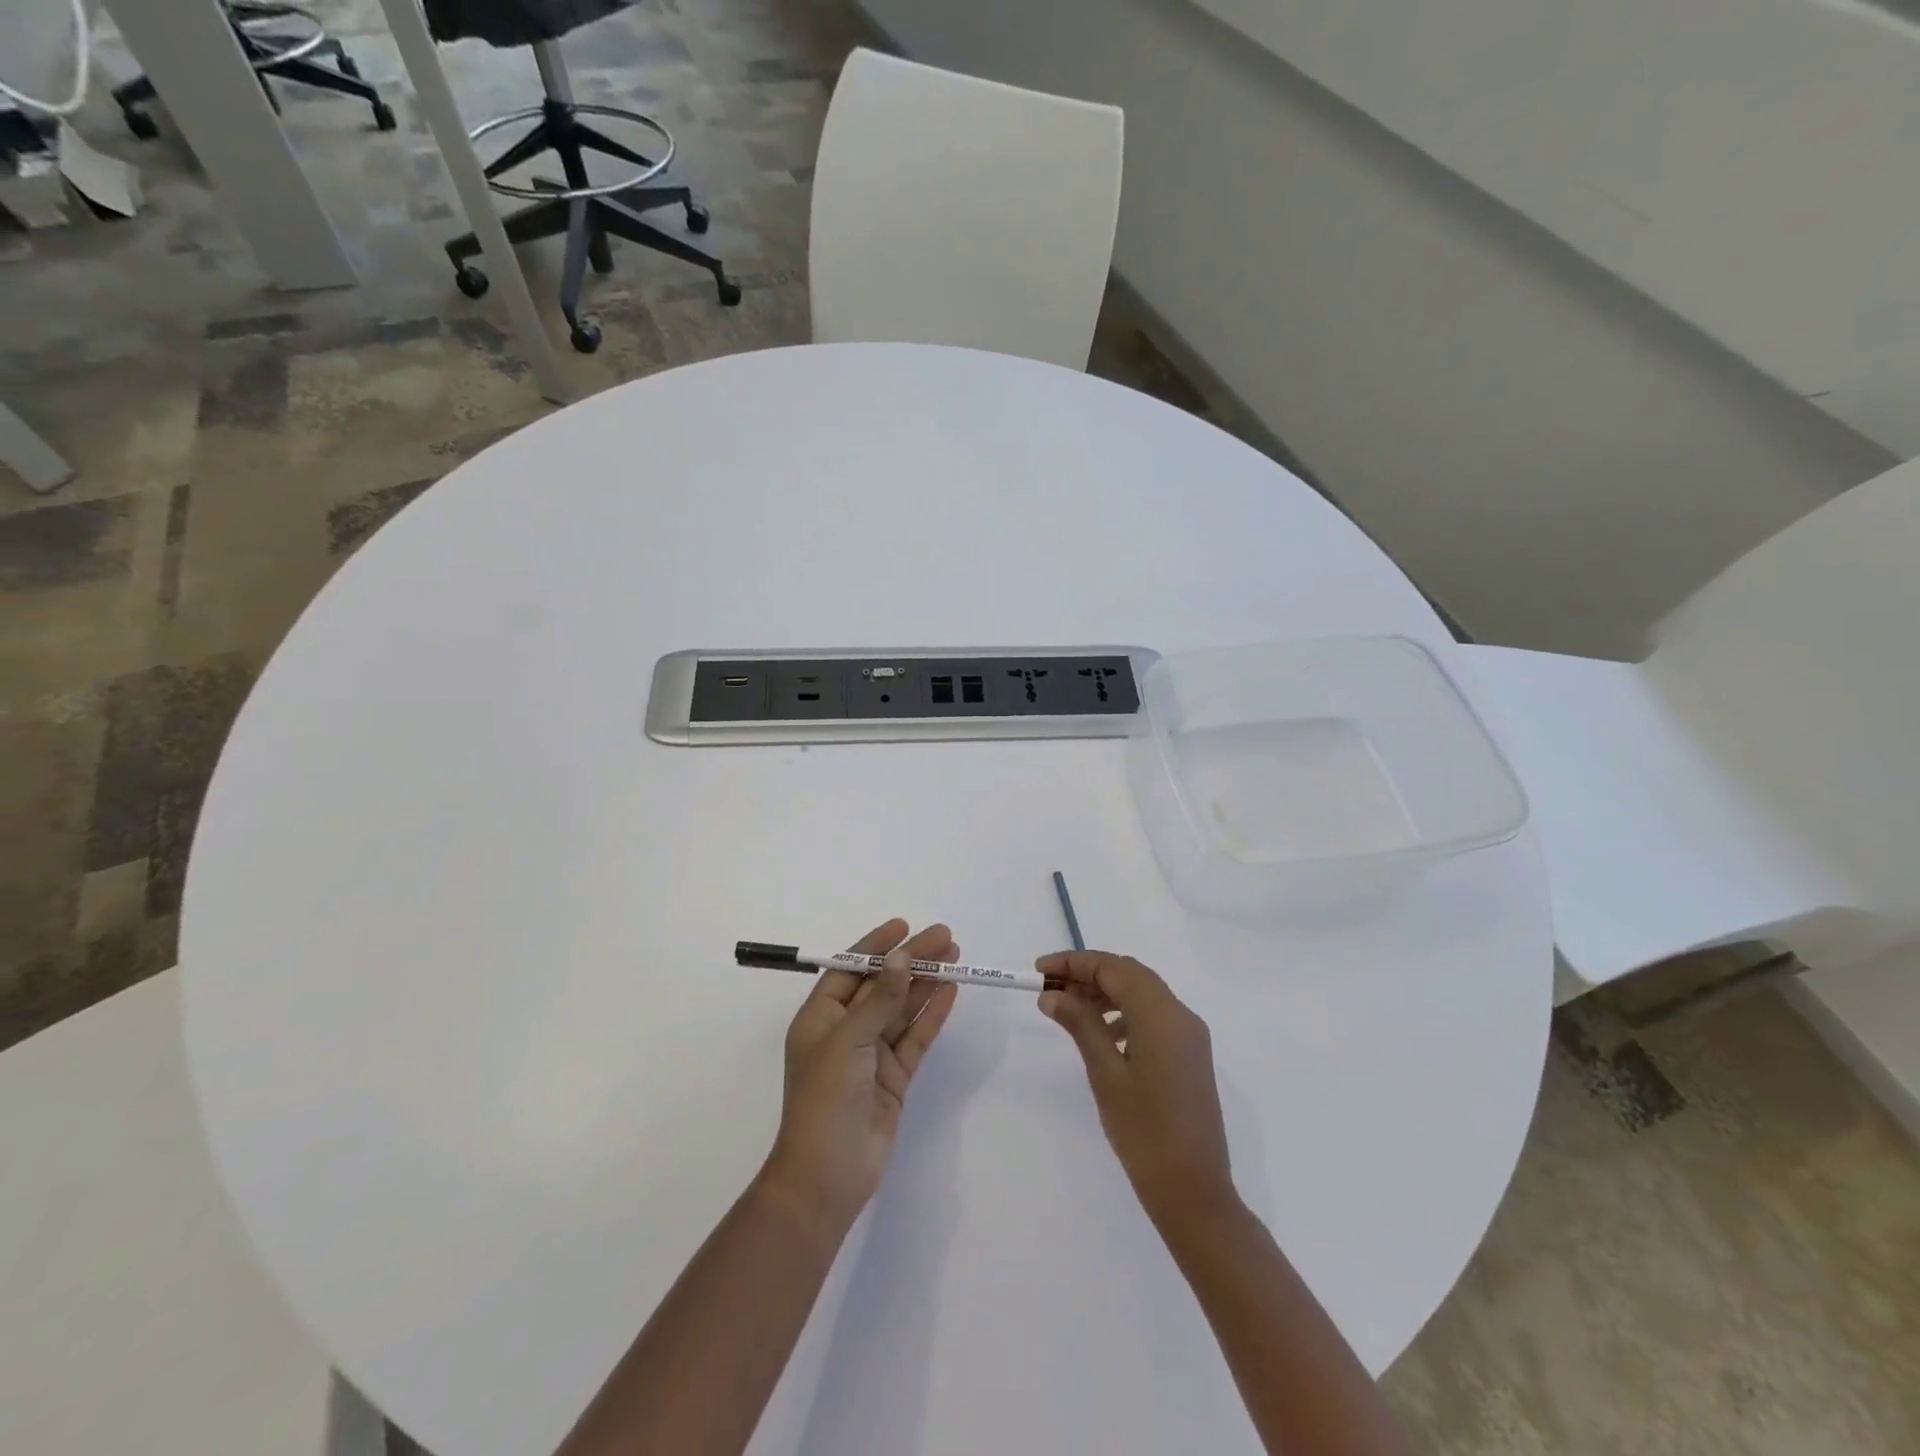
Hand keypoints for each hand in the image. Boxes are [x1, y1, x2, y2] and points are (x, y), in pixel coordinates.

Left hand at [764, 920, 959, 1228]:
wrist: (828, 1175)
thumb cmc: (825, 1098)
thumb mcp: (848, 1041)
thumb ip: (880, 1000)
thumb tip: (902, 959)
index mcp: (820, 1018)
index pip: (850, 970)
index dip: (876, 947)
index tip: (904, 925)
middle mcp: (846, 1031)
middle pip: (883, 985)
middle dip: (911, 960)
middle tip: (945, 937)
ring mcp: (871, 1055)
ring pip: (903, 1008)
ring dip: (926, 982)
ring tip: (955, 956)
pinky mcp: (894, 1077)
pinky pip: (916, 1037)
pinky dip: (932, 1014)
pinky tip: (951, 991)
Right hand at [1036, 950, 1236, 1228]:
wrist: (1194, 1192)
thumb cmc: (1144, 1132)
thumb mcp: (1105, 1074)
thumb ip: (1080, 1025)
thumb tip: (1052, 994)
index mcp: (1162, 1015)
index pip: (1113, 968)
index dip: (1074, 963)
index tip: (1039, 970)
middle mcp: (1181, 1015)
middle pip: (1130, 975)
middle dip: (1089, 974)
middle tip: (1050, 989)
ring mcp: (1190, 1036)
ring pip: (1143, 994)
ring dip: (1106, 993)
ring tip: (1070, 1011)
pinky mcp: (1190, 1056)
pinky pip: (1154, 1016)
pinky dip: (1125, 1014)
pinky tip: (1103, 1036)